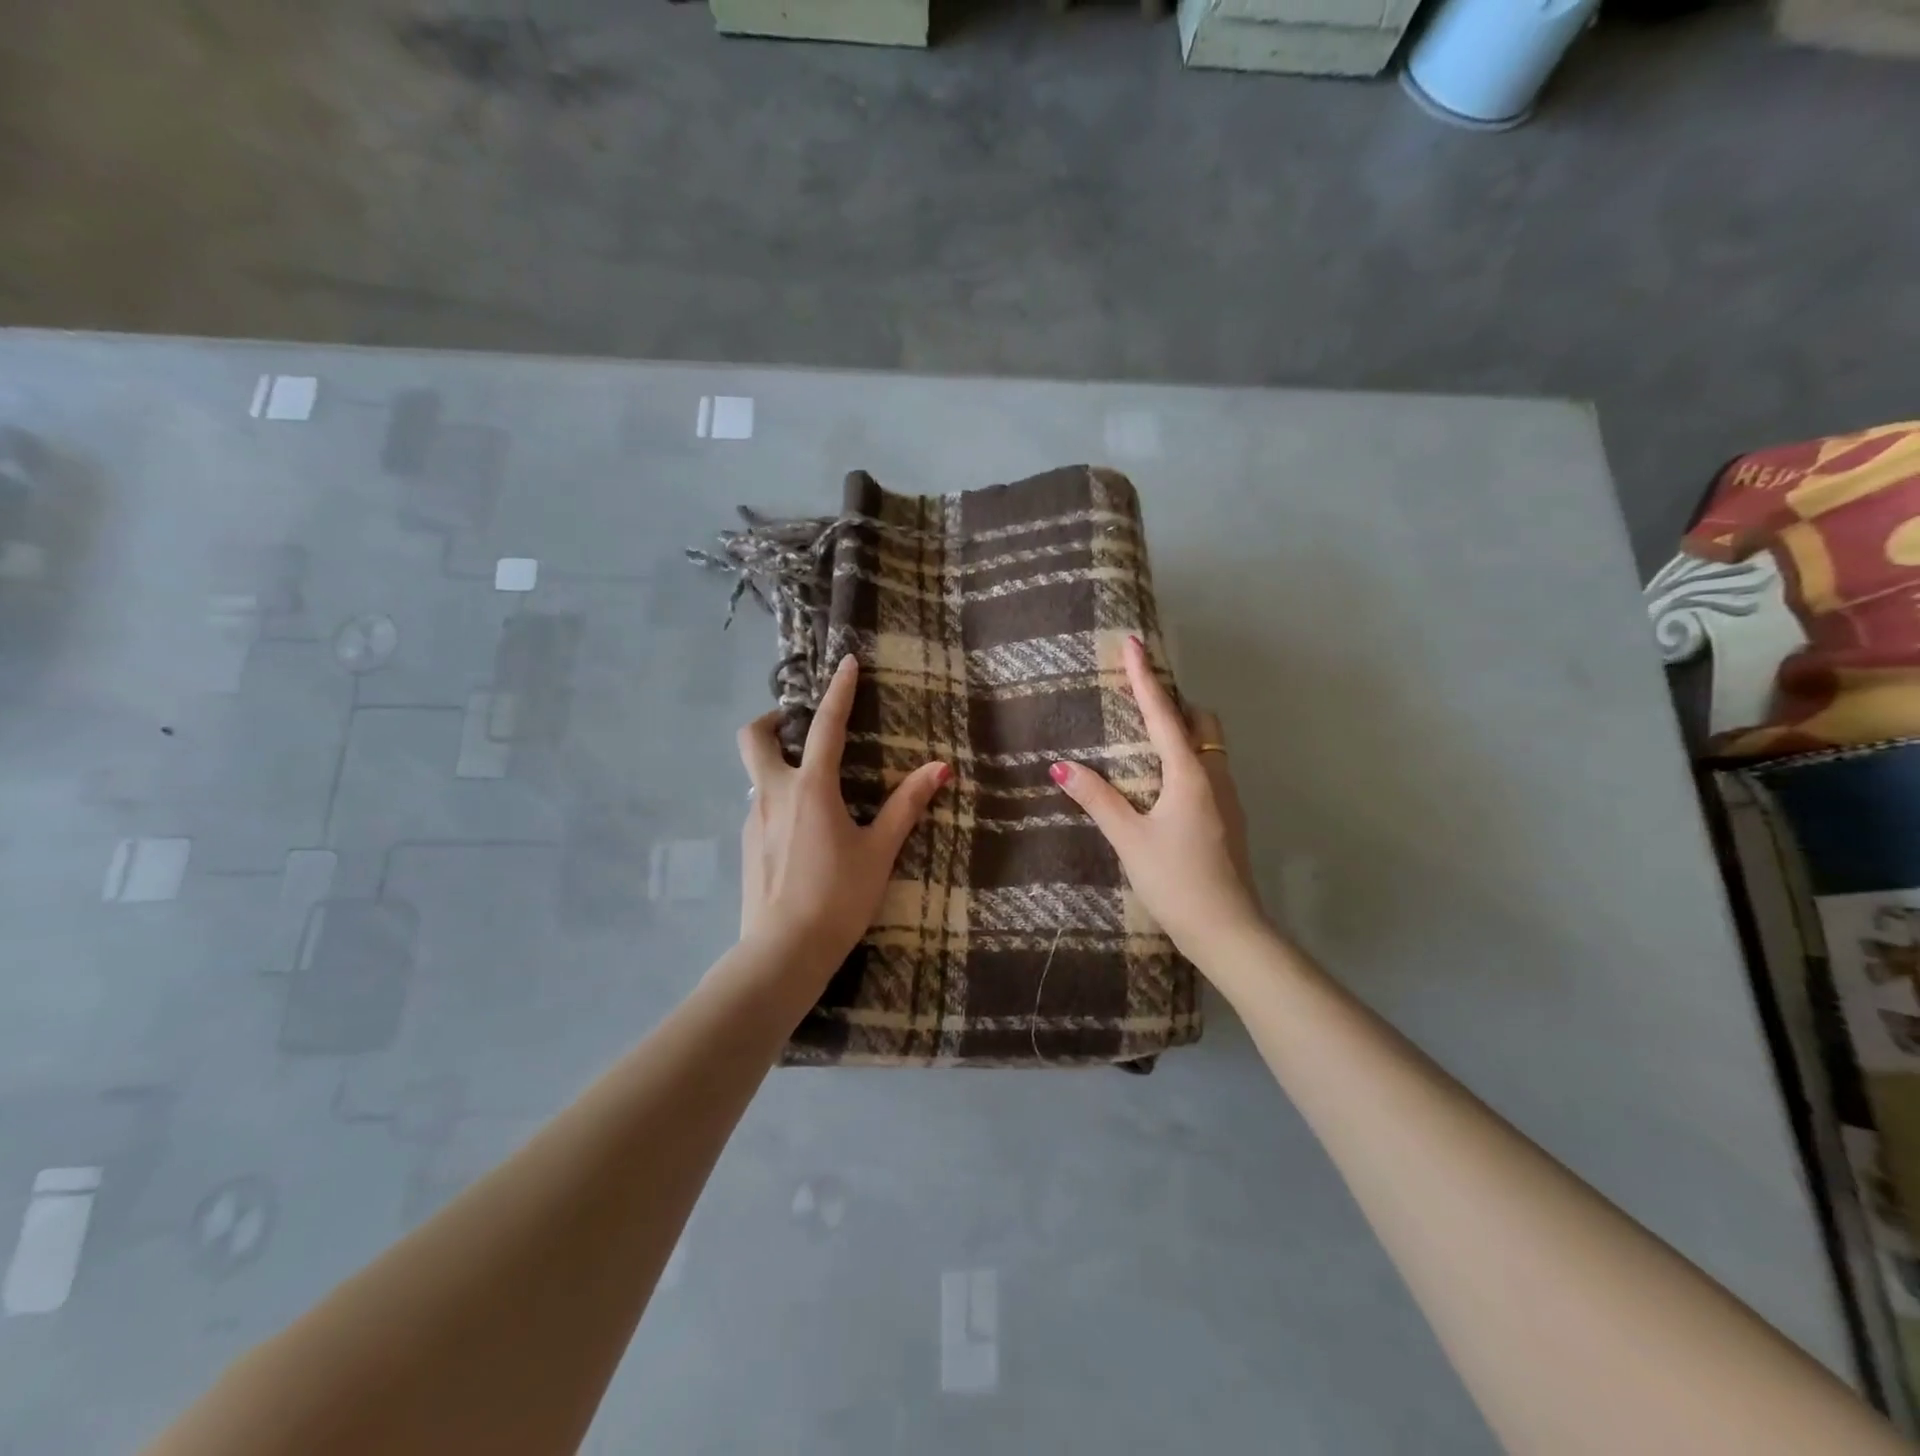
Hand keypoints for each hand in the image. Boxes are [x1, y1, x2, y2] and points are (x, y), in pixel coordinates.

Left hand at [738, 655, 951, 968]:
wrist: (782, 953)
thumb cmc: (838, 898)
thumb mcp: (878, 851)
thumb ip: (905, 806)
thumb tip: (939, 768)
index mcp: (810, 789)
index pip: (827, 727)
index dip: (839, 691)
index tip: (846, 662)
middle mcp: (773, 794)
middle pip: (753, 737)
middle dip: (772, 719)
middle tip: (797, 726)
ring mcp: (754, 819)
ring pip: (756, 774)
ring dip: (777, 764)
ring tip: (813, 788)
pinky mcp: (747, 845)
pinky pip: (760, 806)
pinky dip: (778, 799)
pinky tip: (802, 832)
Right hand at [1049, 636, 1268, 970]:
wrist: (1228, 930)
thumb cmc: (1175, 880)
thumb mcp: (1129, 839)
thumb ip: (1098, 799)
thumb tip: (1062, 766)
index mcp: (1190, 773)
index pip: (1163, 713)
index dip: (1145, 678)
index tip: (1133, 643)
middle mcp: (1214, 776)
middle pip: (1200, 721)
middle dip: (1174, 702)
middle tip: (1141, 700)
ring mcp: (1227, 798)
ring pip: (1208, 746)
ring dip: (1182, 731)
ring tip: (1146, 739)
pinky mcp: (1228, 819)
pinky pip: (1208, 769)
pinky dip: (1187, 758)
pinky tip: (1163, 784)